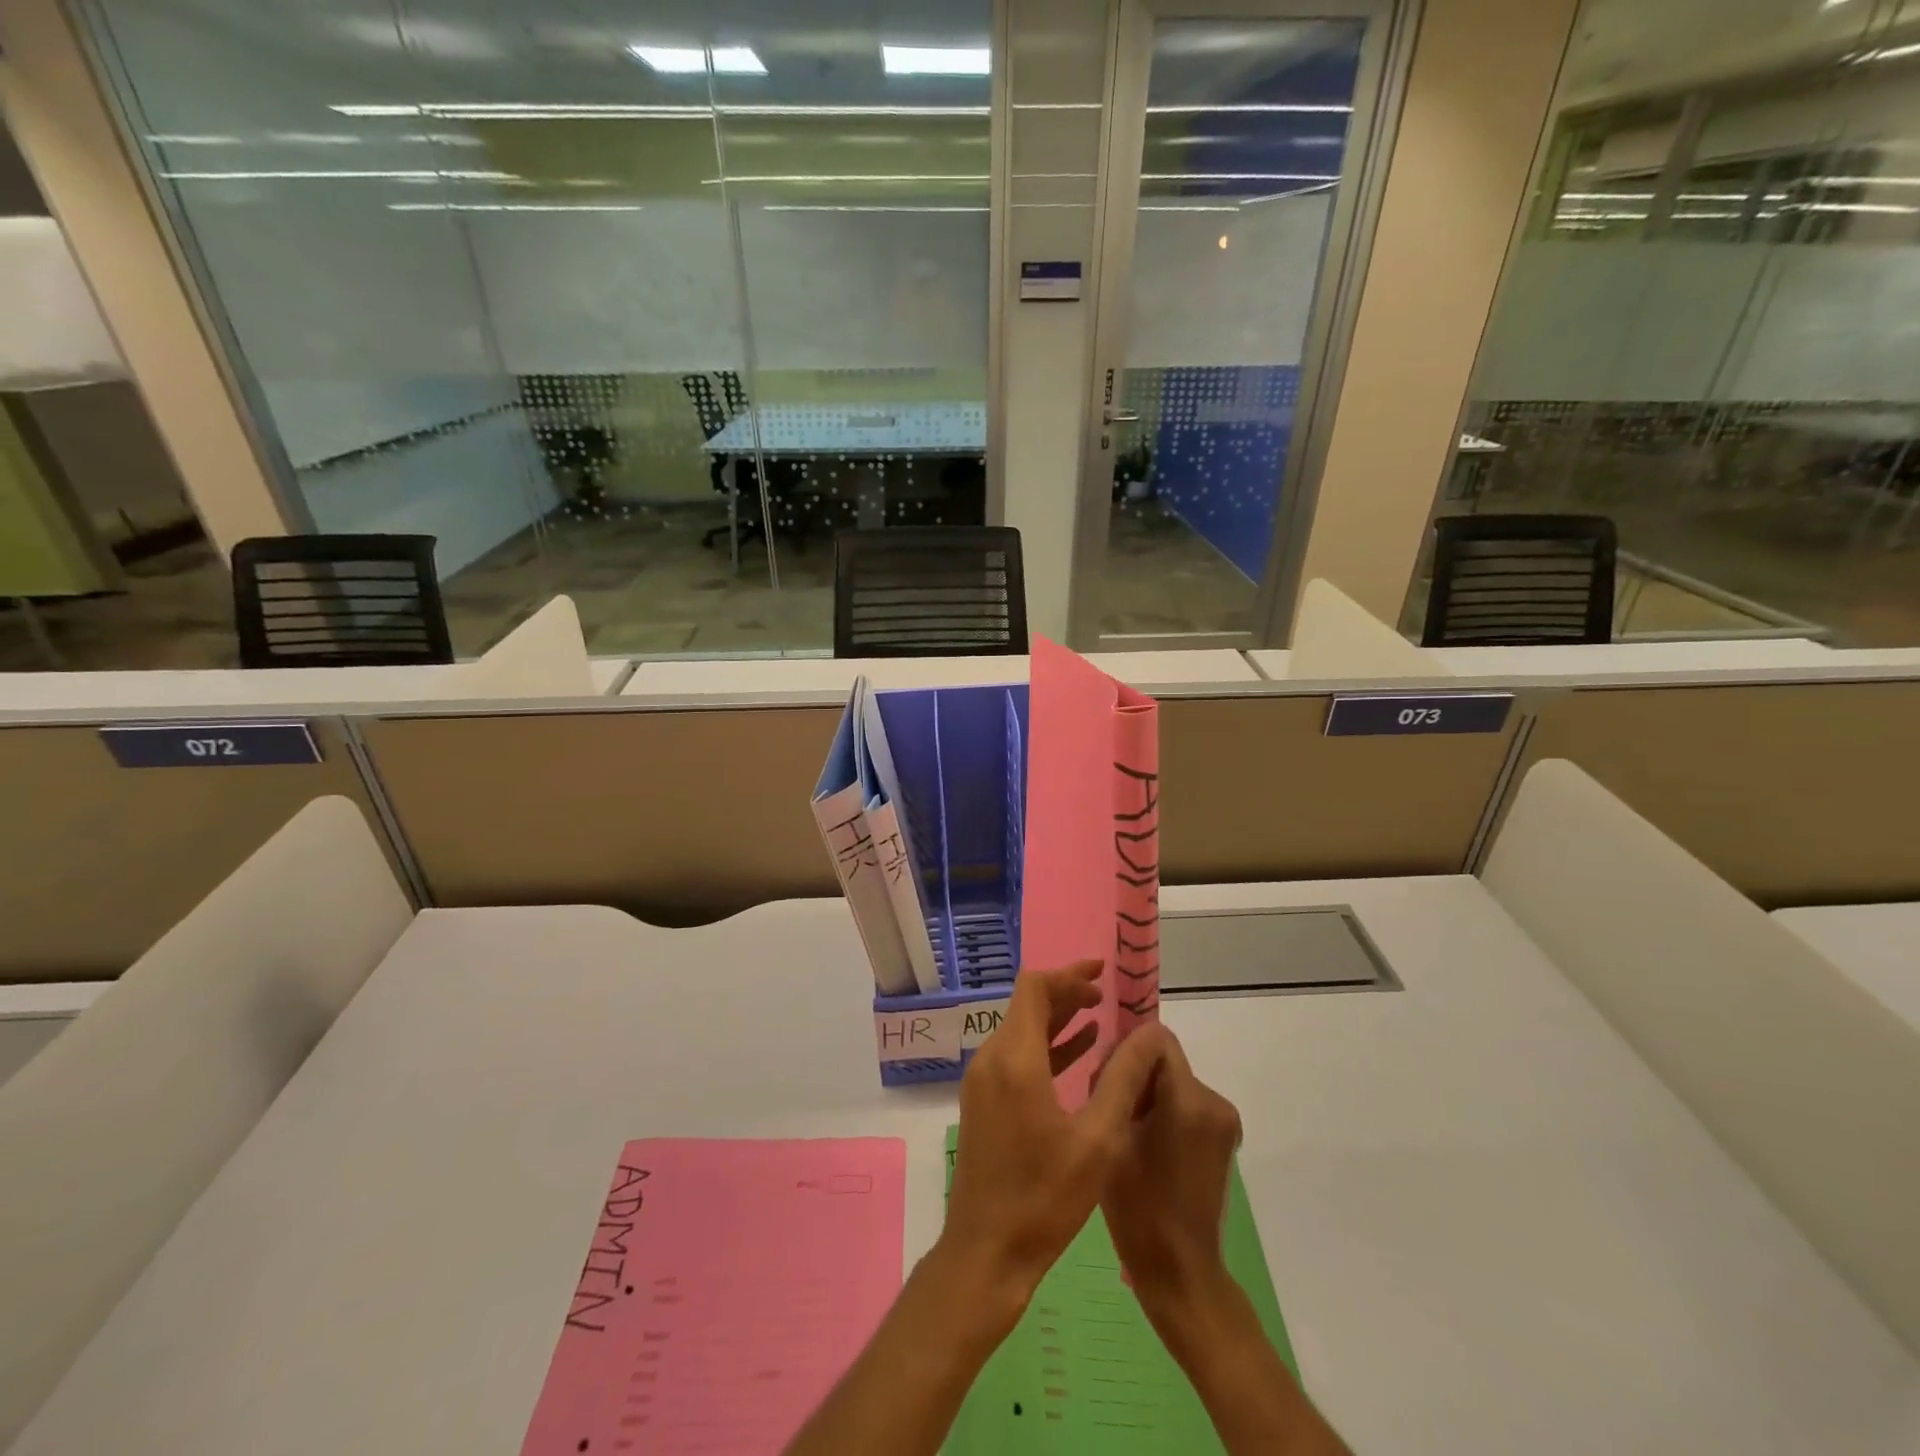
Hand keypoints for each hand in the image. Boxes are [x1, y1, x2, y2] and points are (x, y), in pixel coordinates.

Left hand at [941, 961, 1169, 1326]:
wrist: (987, 1252)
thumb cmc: (1045, 1197)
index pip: (1034, 988)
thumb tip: (1149, 1034)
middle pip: (1026, 1005)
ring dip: (1057, 1019)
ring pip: (1021, 1030)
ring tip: (1098, 1018)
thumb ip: (1124, 1079)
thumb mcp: (1098, 1140)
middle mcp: (991, 1059)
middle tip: (1105, 995)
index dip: (1068, 974)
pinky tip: (1078, 1054)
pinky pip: (1015, 1057)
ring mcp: (983, 1082)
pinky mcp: (983, 1102)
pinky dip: (1046, 1047)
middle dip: (1065, 993)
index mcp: (1015, 1059)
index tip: (1101, 974)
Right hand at [1100, 1028, 1242, 1336]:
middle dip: (1137, 1076)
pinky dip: (1165, 1114)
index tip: (1107, 1079)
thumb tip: (1116, 1049)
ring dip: (1149, 1096)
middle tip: (1111, 1112)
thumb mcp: (1112, 1135)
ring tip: (1127, 1135)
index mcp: (1189, 1099)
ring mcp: (1225, 1123)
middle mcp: (1216, 1102)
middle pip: (1165, 1061)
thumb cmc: (1137, 1206)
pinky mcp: (1224, 1140)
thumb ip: (1117, 1082)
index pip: (1157, 1039)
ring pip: (1174, 1082)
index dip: (1127, 1050)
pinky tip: (1147, 1149)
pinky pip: (1186, 1105)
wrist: (1178, 1271)